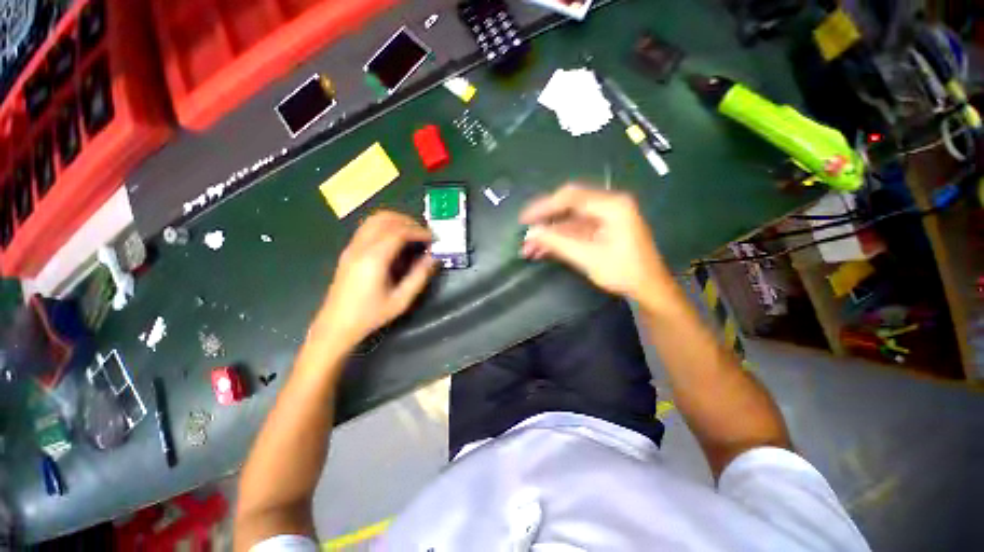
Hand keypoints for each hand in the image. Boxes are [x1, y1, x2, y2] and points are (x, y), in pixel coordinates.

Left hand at [314, 211, 436, 348]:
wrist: (336, 325)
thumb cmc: (370, 315)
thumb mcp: (401, 300)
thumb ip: (419, 276)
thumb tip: (434, 257)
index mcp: (373, 259)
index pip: (399, 232)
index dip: (419, 231)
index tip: (433, 238)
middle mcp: (360, 247)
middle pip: (385, 219)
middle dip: (408, 222)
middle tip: (423, 235)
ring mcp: (351, 247)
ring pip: (374, 220)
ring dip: (396, 221)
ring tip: (412, 235)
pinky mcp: (348, 250)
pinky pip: (368, 228)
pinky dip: (385, 226)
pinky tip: (396, 241)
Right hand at [520, 184, 672, 303]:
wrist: (648, 288)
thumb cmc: (623, 272)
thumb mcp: (588, 258)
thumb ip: (558, 242)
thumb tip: (530, 233)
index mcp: (611, 205)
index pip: (570, 197)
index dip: (544, 207)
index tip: (524, 219)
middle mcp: (608, 205)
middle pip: (568, 205)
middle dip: (544, 220)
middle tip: (525, 231)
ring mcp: (604, 217)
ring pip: (568, 220)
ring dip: (549, 233)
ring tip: (529, 248)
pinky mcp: (600, 229)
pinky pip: (574, 230)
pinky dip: (558, 239)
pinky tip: (542, 250)